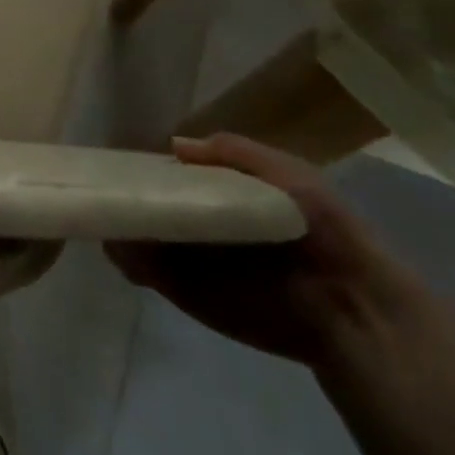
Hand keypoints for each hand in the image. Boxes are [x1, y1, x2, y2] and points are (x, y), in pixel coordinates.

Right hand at [104, 134, 411, 367]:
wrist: (351, 309)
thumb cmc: (325, 234)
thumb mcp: (291, 175)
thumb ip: (235, 153)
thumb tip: (174, 145)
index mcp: (223, 195)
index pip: (174, 175)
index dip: (151, 166)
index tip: (125, 157)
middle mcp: (197, 225)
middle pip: (148, 202)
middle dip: (125, 193)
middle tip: (102, 185)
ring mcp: (184, 259)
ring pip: (137, 234)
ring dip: (118, 224)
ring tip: (103, 213)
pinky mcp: (181, 291)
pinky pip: (142, 270)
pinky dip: (125, 258)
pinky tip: (117, 244)